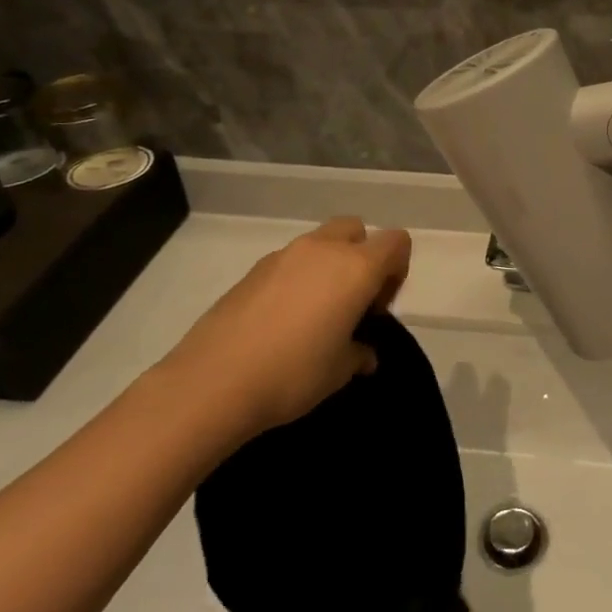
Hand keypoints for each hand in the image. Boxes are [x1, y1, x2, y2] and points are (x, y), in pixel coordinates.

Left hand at [155, 219, 412, 438]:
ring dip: (327, 267)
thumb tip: (364, 354)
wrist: (214, 382)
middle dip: (362, 256)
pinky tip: (283, 320)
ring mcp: (283, 255)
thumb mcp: (340, 371)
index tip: (379, 307)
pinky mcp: (252, 270)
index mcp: (355, 267)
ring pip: (319, 243)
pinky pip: (289, 262)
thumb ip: (359, 353)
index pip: (395, 242)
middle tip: (353, 300)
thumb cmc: (293, 373)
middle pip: (355, 230)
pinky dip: (297, 279)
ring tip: (316, 314)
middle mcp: (322, 250)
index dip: (398, 269)